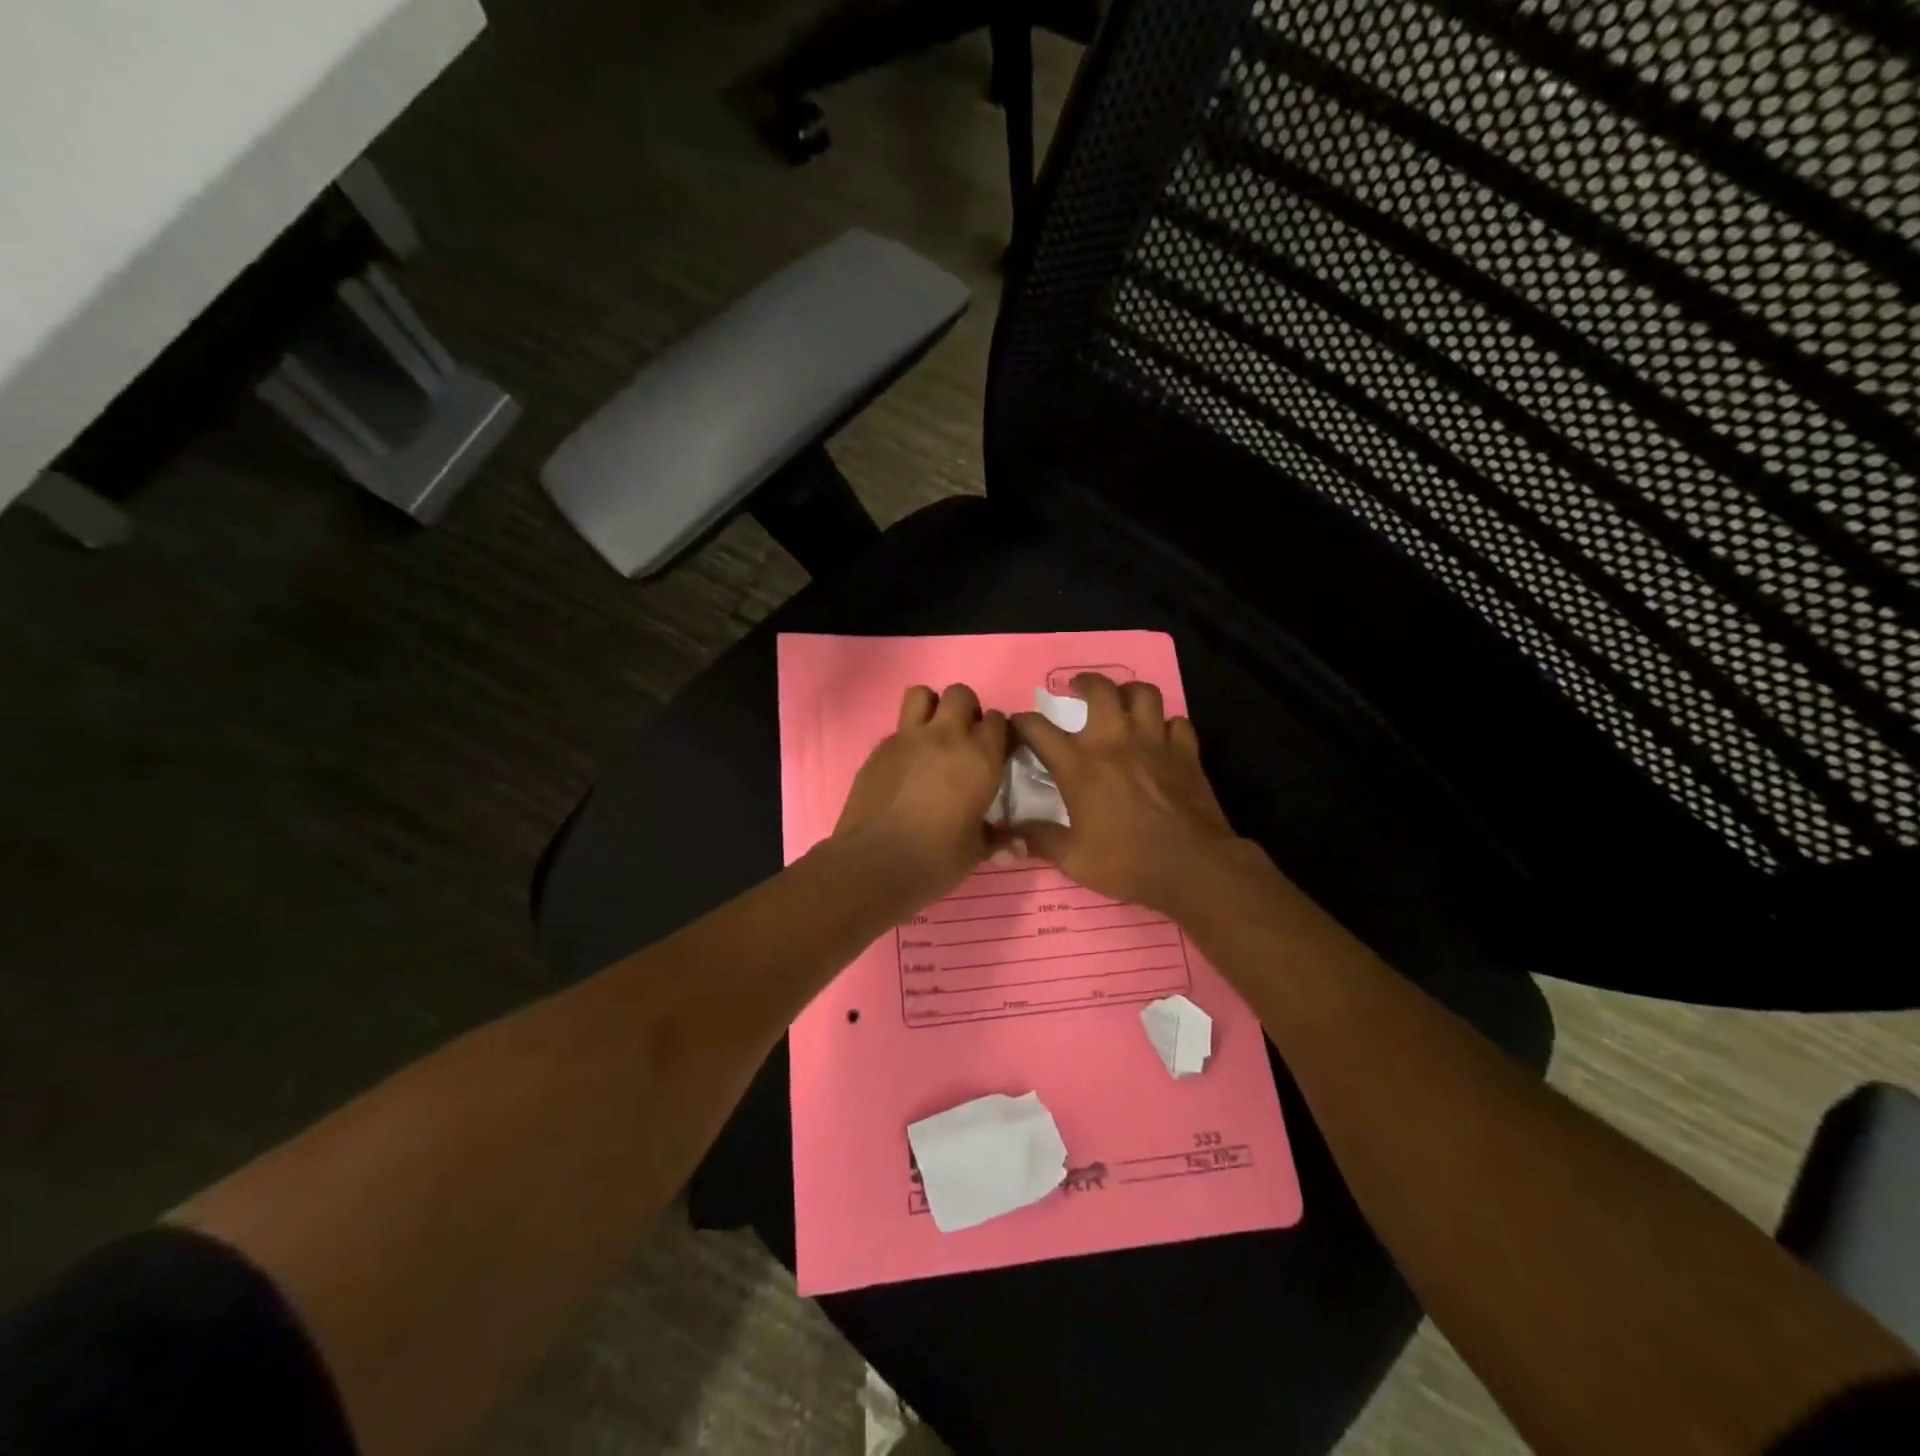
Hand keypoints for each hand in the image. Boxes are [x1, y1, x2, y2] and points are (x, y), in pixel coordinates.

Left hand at [834, 683, 1009, 897]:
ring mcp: (908, 738)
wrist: (875, 862)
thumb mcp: (975, 851)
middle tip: (964, 739)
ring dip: (931, 707)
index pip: (998, 720)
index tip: (995, 751)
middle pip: (960, 694)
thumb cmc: (936, 858)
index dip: (997, 733)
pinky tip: (905, 766)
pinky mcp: (879, 748)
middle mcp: (946, 736)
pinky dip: (906, 738)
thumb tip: (1018, 847)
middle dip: (966, 710)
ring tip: (932, 736)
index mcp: (980, 757)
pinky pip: (898, 727)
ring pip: (922, 694)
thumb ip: (997, 839)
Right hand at [1010, 674, 1247, 916]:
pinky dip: (1167, 724)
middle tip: (1077, 689)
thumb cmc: (1128, 863)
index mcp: (1079, 764)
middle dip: (1083, 683)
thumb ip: (1041, 840)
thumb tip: (1013, 833)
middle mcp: (1114, 740)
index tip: (1017, 725)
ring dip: (1128, 692)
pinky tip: (1161, 736)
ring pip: (1143, 693)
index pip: (1038, 728)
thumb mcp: (1073, 859)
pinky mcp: (1186, 751)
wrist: (1193, 866)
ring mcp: (1154, 741)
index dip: (1021, 722)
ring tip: (1122, 702)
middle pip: (1099, 689)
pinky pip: (1177, 721)